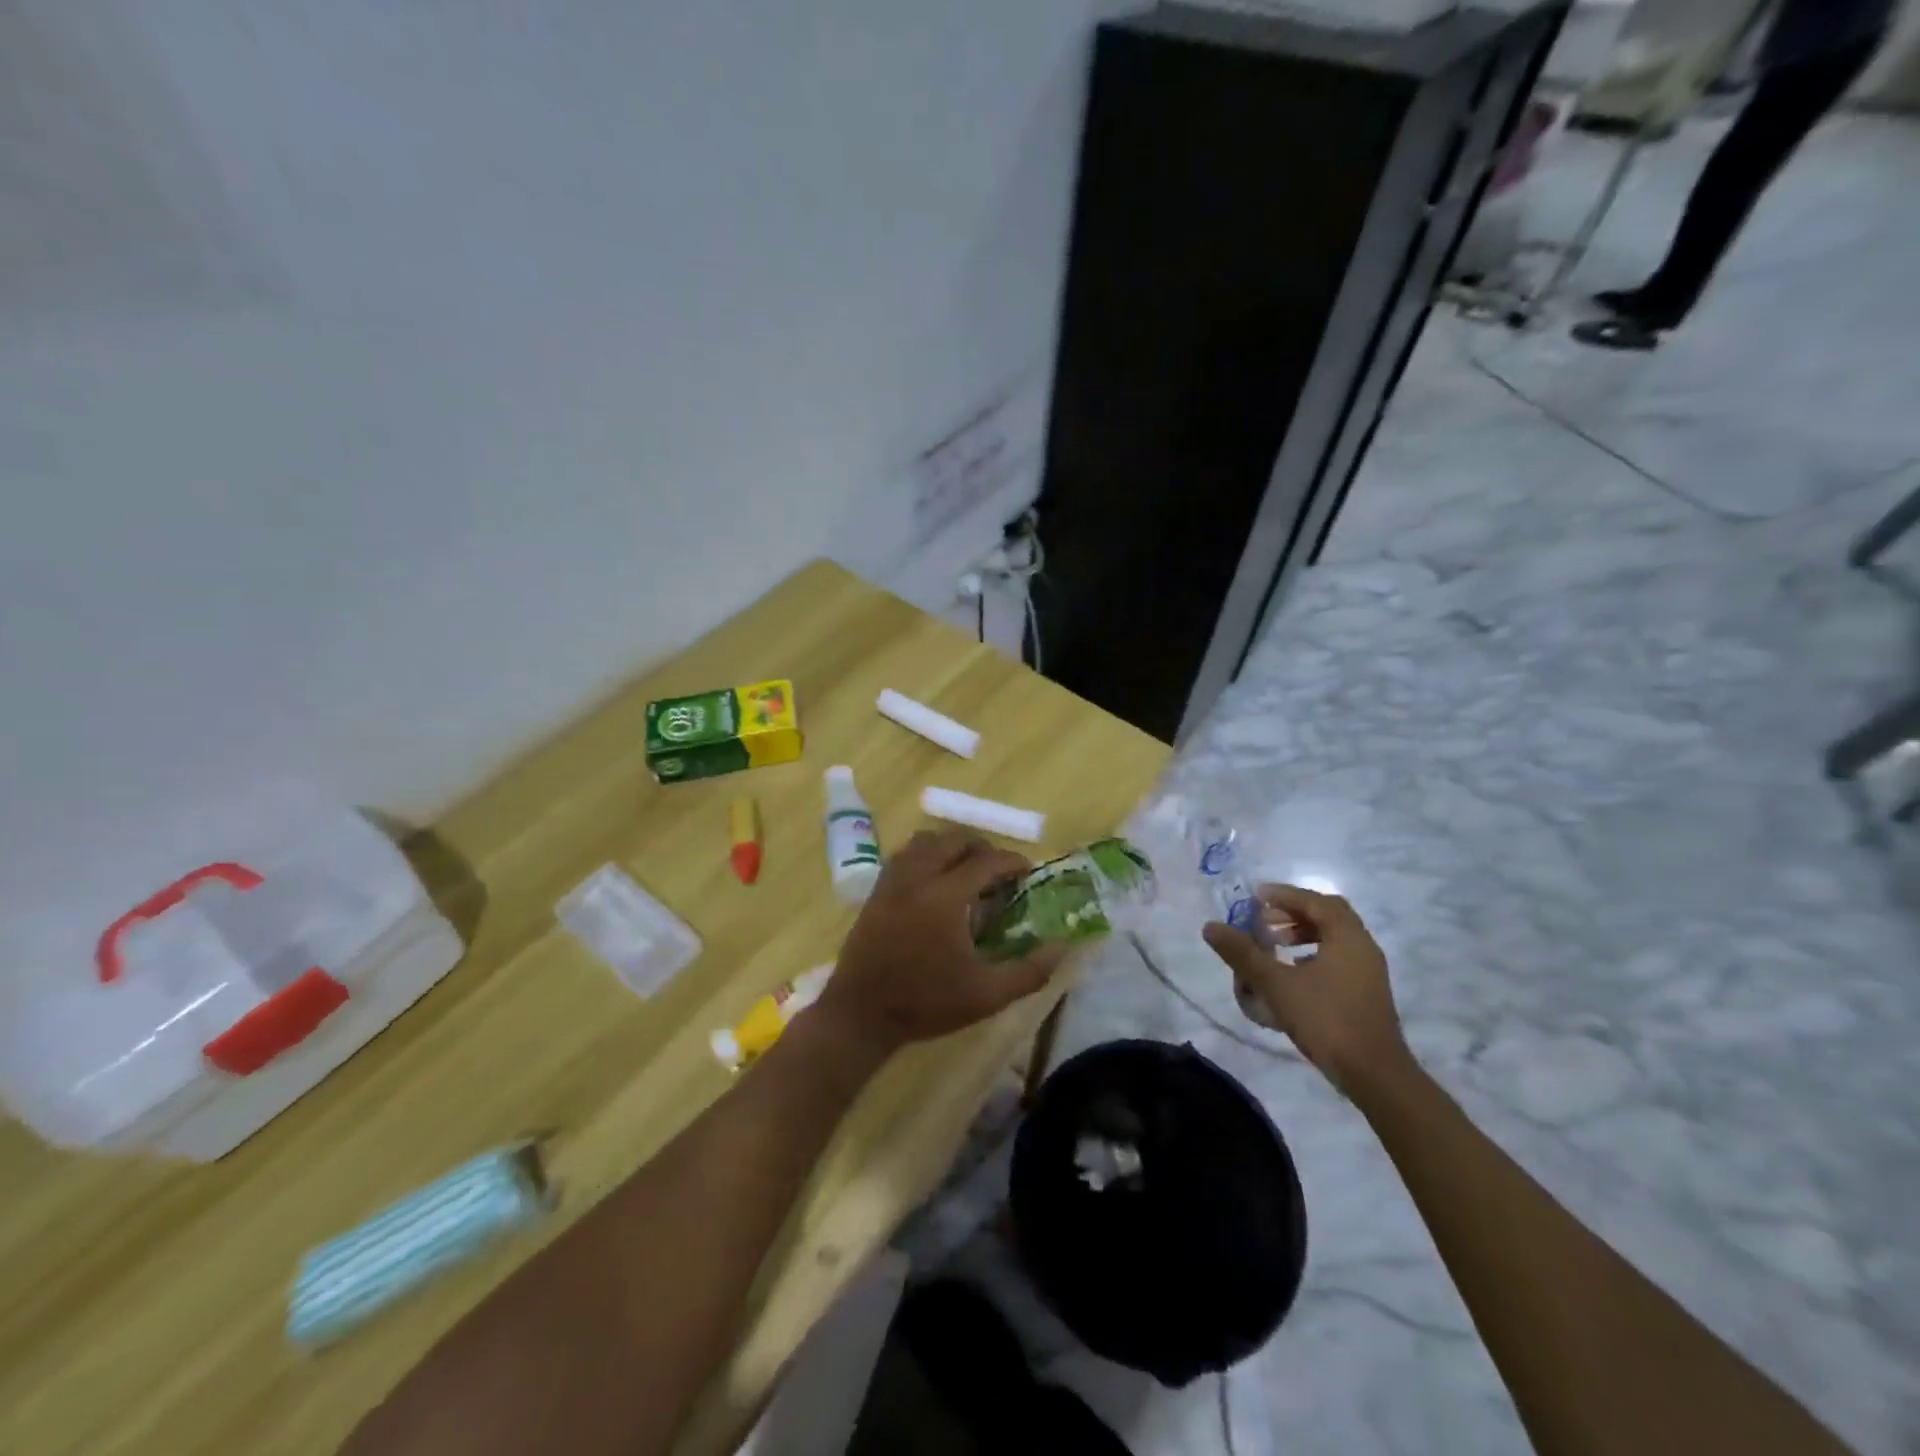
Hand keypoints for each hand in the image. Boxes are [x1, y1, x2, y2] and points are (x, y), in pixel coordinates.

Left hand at [815, 829, 1067, 1057]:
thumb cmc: (926, 1003)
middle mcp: (918, 877)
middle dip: (982, 847)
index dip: (1011, 861)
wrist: (861, 1013)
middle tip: (999, 870)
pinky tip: (935, 881)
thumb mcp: (986, 995)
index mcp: (946, 897)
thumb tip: (1062, 946)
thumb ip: (1029, 971)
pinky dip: (926, 855)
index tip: (1028, 871)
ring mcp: (893, 881)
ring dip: (951, 846)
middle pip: (954, 839)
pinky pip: (905, 854)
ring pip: (925, 841)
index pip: (986, 861)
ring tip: (968, 870)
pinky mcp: (876, 890)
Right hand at [1203, 884, 1410, 1097]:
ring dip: (1303, 934)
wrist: (1374, 1075)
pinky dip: (1312, 955)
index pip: (1314, 901)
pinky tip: (1292, 975)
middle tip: (1264, 920)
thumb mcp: (1275, 984)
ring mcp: (1368, 972)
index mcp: (1347, 936)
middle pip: (1327, 916)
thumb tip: (1210, 926)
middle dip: (1293, 913)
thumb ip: (1242, 954)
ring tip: (1274, 945)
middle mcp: (1362, 947)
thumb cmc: (1325, 1019)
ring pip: (1334, 939)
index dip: (1283, 895)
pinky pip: (1337, 959)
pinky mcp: (1366, 994)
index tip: (1255, 898)